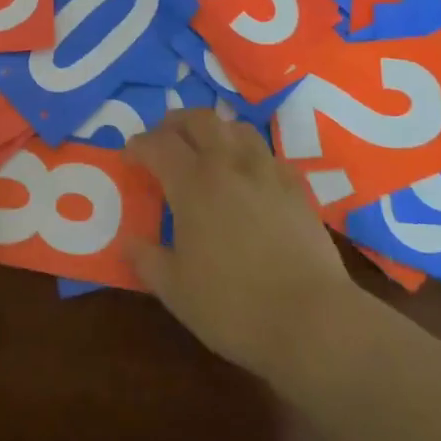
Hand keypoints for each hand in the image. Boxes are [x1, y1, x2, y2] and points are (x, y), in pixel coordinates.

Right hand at [124, 110, 357, 384]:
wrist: (312, 320)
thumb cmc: (233, 306)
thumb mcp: (176, 290)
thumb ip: (147, 260)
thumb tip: (128, 242)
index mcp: (193, 184)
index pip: (159, 145)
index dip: (139, 145)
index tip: (129, 156)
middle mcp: (229, 165)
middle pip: (200, 120)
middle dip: (176, 123)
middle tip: (164, 139)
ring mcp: (268, 172)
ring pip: (237, 128)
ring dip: (215, 130)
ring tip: (206, 149)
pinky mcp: (297, 189)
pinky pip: (268, 154)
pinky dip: (249, 154)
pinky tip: (248, 175)